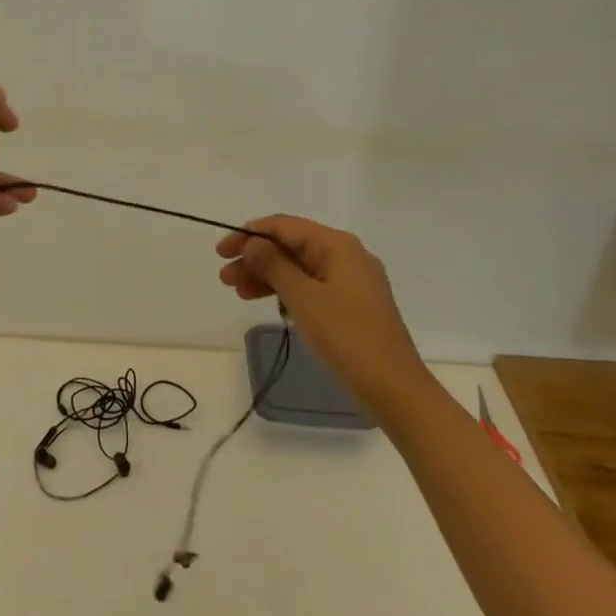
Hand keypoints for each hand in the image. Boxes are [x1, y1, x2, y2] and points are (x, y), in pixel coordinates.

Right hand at [216, 215, 433, 422]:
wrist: (395, 390)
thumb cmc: (347, 337)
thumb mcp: (303, 298)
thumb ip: (273, 265)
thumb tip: (253, 243)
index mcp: (337, 245)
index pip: (284, 226)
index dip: (249, 234)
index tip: (221, 252)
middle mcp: (346, 255)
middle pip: (290, 246)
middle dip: (255, 258)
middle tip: (225, 278)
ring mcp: (351, 281)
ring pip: (299, 268)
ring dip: (267, 276)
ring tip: (238, 293)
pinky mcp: (352, 305)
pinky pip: (311, 286)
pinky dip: (287, 292)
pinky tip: (270, 306)